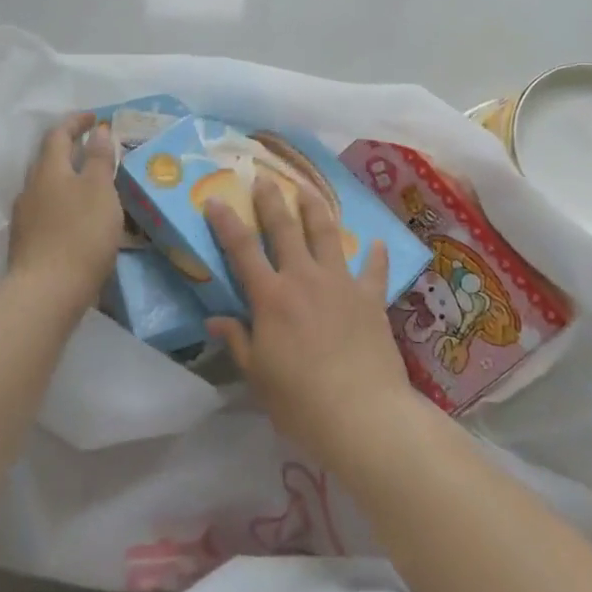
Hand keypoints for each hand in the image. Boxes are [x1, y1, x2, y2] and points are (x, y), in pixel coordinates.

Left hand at [7, 113, 121, 310]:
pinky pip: (47, 211)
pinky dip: (64, 204)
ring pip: (47, 187)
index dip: (76, 122)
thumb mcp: (99, 190)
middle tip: (95, 149)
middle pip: (48, 159)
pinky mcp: (26, 243)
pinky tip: (78, 218)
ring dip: (67, 179)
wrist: (45, 294)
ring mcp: (25, 217)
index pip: (58, 134)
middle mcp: (31, 188)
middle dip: (70, 150)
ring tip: (91, 186)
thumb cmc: (79, 234)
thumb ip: (98, 158)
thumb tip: (97, 130)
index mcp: (48, 170)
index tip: (95, 117)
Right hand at [204, 179, 417, 462]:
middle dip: (271, 199)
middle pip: (284, 228)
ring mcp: (340, 283)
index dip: (226, 222)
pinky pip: (373, 269)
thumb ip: (237, 341)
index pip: (241, 249)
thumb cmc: (301, 401)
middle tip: (263, 177)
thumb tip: (214, 318)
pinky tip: (376, 242)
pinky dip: (375, 255)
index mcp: (271, 296)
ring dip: (316, 208)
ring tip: (308, 189)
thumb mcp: (258, 375)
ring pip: (326, 234)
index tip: (215, 199)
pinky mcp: (370, 297)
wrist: (363, 414)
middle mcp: (303, 278)